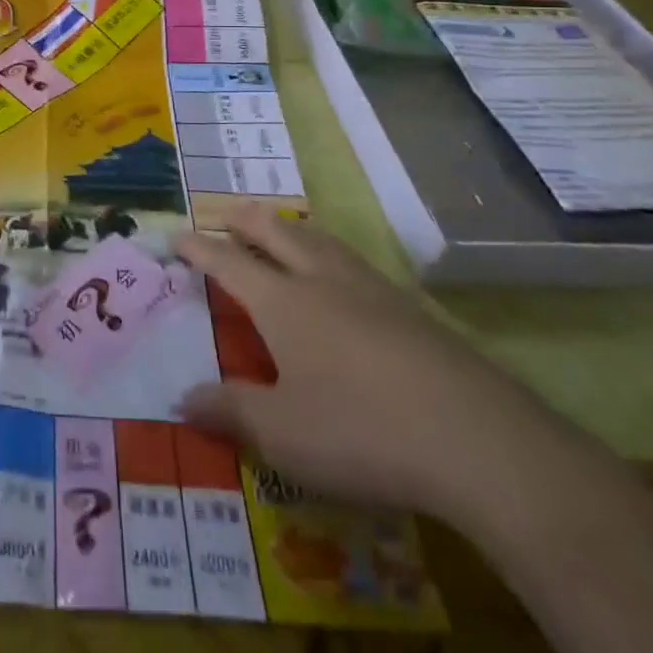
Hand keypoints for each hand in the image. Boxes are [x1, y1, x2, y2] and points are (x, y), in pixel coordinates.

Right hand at [176, 204, 556, 522]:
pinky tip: (346, 275)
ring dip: (292, 229)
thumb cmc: (362, 432)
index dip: (199, 247)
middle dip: (245, 220)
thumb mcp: (282, 435)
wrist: (477, 440)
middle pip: (276, 234)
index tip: (175, 234)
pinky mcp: (412, 310)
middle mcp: (323, 281)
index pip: (229, 262)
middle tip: (225, 212)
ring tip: (282, 229)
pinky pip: (356, 262)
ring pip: (321, 241)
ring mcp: (372, 290)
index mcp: (283, 302)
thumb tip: (182, 397)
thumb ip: (230, 411)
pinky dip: (333, 253)